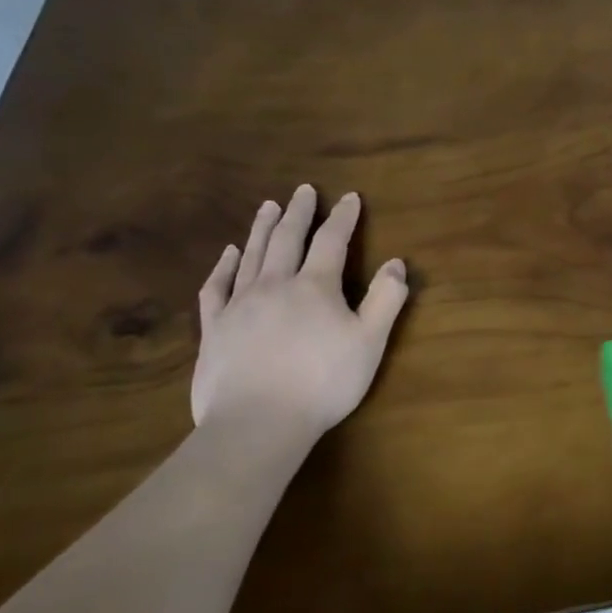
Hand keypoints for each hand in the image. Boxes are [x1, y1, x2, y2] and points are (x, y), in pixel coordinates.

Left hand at [192, 185, 409, 440]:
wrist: (257, 422)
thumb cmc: (323, 382)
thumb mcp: (370, 342)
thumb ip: (386, 299)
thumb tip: (396, 263)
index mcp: (316, 286)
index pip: (332, 241)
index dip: (343, 217)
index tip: (349, 197)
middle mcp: (275, 284)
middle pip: (287, 239)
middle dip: (299, 212)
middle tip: (303, 190)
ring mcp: (240, 305)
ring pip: (251, 255)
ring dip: (262, 228)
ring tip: (268, 206)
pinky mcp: (214, 328)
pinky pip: (216, 287)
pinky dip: (223, 266)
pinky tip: (228, 254)